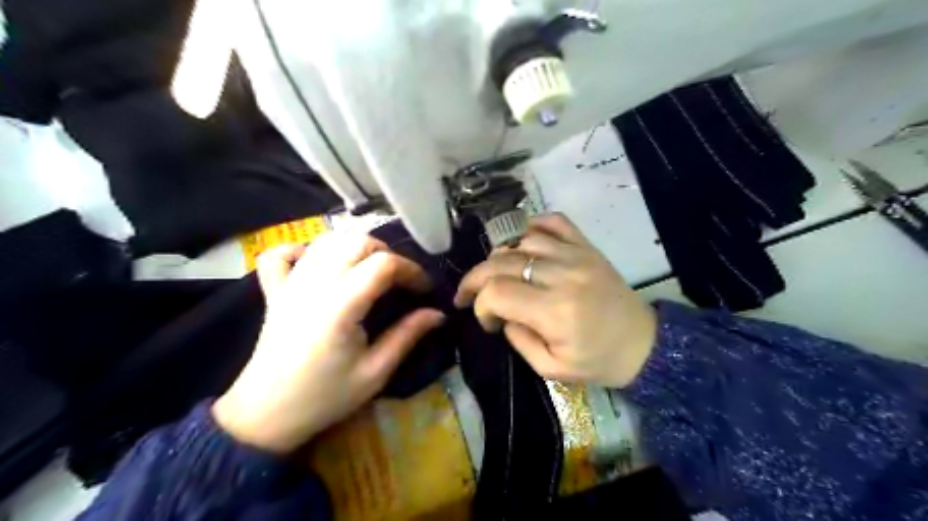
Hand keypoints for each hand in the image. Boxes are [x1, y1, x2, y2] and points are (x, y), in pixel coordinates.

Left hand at [211, 234, 442, 452]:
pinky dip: (302, 250)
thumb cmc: (325, 397)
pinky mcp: (274, 291)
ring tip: (370, 268)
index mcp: (341, 306)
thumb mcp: (375, 372)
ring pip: (325, 241)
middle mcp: (314, 285)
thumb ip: (407, 336)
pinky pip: (280, 254)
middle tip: (399, 279)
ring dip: (354, 246)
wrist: (266, 416)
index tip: (424, 289)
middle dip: (387, 252)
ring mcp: (290, 284)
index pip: (383, 264)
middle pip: (356, 242)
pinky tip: (317, 263)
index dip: (411, 270)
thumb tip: (437, 314)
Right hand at [454, 215, 654, 388]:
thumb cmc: (598, 362)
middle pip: (501, 261)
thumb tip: (501, 314)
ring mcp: (576, 255)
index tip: (487, 320)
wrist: (644, 344)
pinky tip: (521, 243)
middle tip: (469, 294)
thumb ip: (518, 340)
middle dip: (475, 278)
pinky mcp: (587, 247)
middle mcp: (562, 275)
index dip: (480, 304)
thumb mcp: (551, 368)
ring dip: (499, 255)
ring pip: (521, 240)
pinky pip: (553, 222)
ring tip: (495, 273)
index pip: (497, 292)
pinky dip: (531, 227)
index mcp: (554, 311)